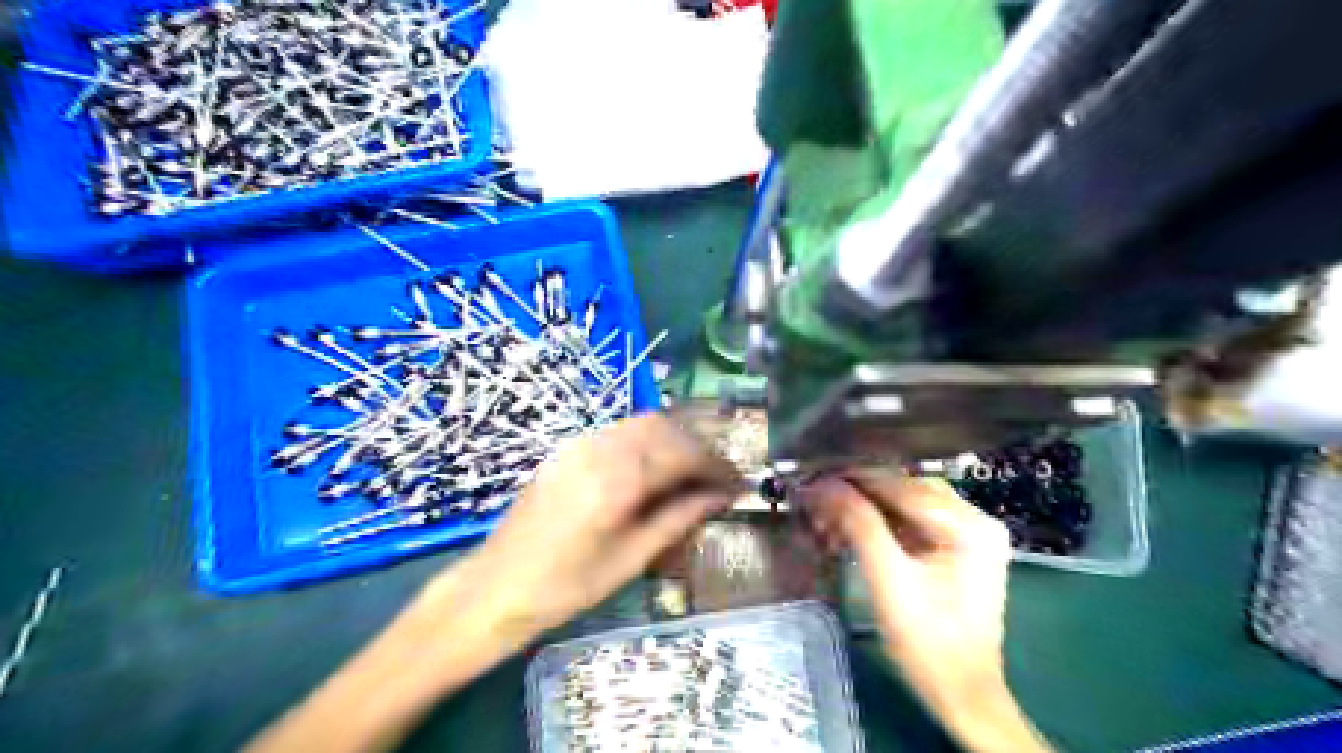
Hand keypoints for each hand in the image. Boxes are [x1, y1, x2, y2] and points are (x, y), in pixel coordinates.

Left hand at [245, 414, 739, 752]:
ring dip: (673, 439)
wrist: (495, 587)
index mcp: (617, 477)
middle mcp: (599, 447)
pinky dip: (647, 441)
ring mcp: (579, 443)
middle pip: (664, 427)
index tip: (738, 482)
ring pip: (641, 423)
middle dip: (698, 446)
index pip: (682, 453)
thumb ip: (678, 517)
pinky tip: (655, 468)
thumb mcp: (631, 557)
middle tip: (718, 476)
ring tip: (692, 472)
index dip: (716, 465)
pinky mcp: (568, 449)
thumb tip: (720, 496)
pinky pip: (619, 432)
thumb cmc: (567, 585)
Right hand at [806, 471, 1047, 752]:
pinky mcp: (956, 548)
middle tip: (817, 501)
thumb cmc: (927, 642)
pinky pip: (911, 522)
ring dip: (866, 509)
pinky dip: (880, 524)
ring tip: (829, 519)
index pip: (902, 486)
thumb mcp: (888, 580)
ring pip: (905, 503)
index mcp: (969, 526)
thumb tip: (824, 484)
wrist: (960, 694)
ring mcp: (969, 534)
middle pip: (905, 490)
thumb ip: (859, 525)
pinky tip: (851, 533)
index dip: (854, 480)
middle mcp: (976, 519)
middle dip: (858, 495)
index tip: (812, 480)